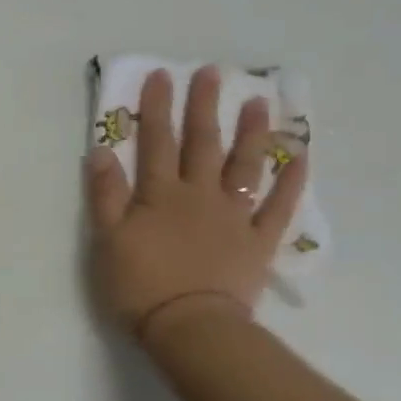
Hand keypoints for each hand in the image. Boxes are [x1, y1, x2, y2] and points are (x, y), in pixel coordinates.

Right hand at [84, 65, 306, 341]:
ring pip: (244, 166)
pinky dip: (291, 181)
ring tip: (258, 102)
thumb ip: (105, 194)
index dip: (156, 108)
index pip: (156, 142)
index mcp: (160, 194)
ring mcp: (234, 216)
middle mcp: (200, 195)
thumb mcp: (107, 239)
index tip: (161, 75)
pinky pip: (279, 207)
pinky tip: (300, 157)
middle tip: (210, 72)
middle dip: (203, 106)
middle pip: (202, 144)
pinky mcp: (258, 241)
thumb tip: (101, 149)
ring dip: (251, 132)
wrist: (190, 327)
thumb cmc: (140, 285)